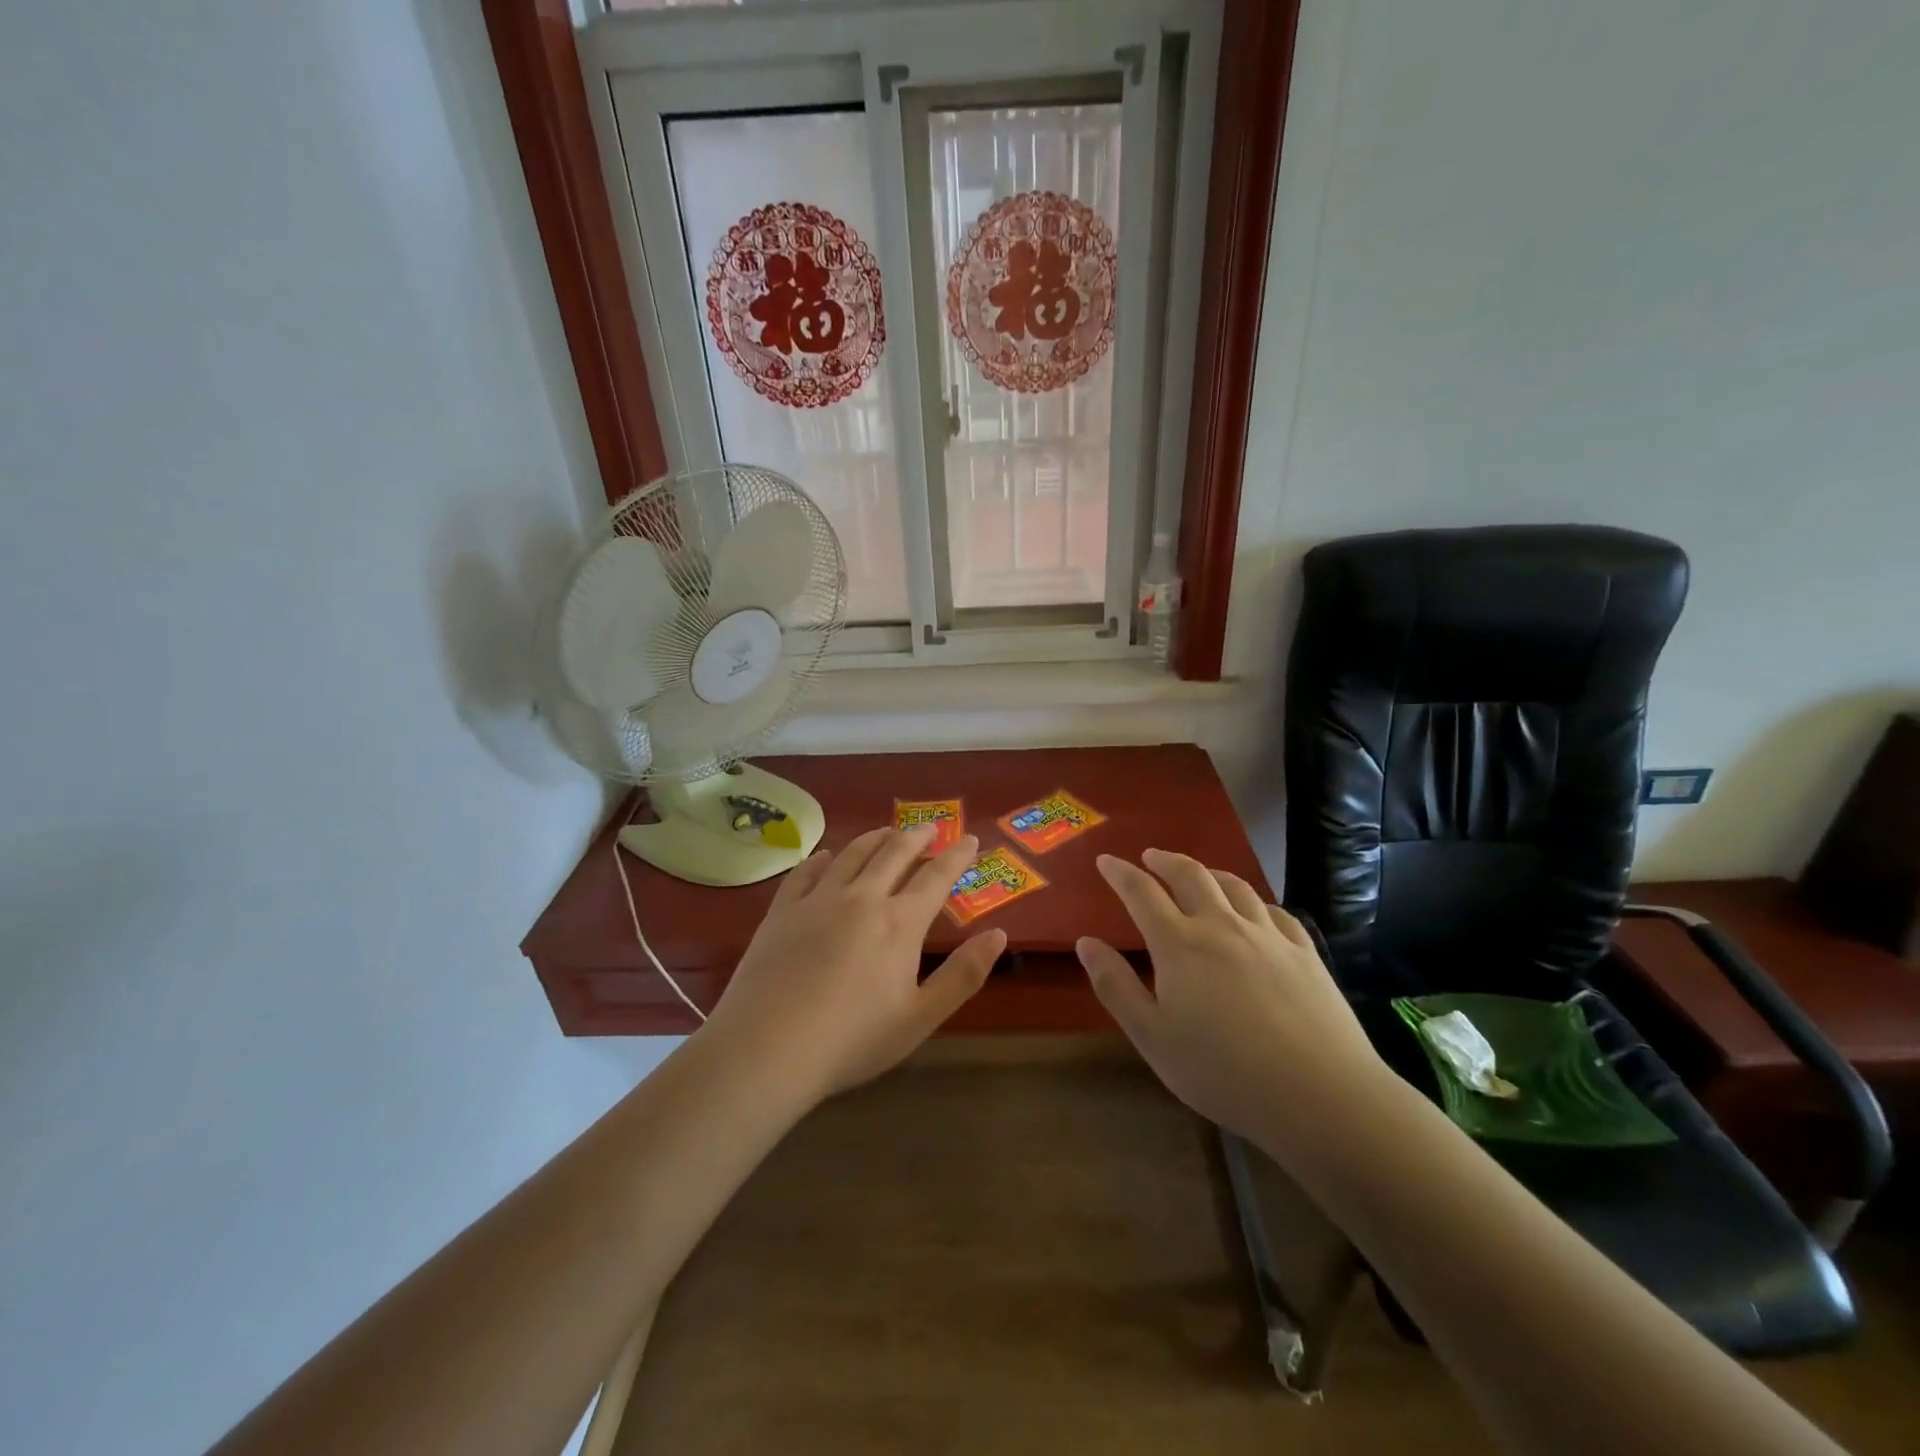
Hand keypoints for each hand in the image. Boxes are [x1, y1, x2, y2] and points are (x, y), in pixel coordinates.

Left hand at [706, 825, 1004, 1102]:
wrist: (768, 1048)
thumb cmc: (852, 1040)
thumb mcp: (920, 1017)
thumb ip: (963, 975)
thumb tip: (999, 934)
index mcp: (899, 923)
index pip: (936, 878)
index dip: (957, 856)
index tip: (971, 839)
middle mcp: (861, 898)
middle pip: (894, 854)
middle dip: (917, 837)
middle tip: (930, 827)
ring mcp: (818, 900)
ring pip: (852, 854)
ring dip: (875, 839)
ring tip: (887, 831)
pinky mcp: (782, 911)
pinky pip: (806, 872)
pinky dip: (822, 858)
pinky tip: (826, 856)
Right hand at [1076, 849, 1387, 1145]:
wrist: (1319, 1094)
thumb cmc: (1222, 1072)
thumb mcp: (1152, 1037)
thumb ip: (1116, 987)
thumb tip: (1086, 942)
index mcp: (1179, 945)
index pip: (1141, 893)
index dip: (1121, 873)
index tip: (1106, 860)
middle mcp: (1221, 926)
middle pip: (1190, 875)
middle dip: (1165, 860)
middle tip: (1150, 857)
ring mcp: (1267, 935)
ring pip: (1234, 886)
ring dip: (1209, 872)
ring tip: (1198, 874)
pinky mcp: (1304, 951)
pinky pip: (1274, 910)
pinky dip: (1254, 901)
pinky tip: (1254, 910)